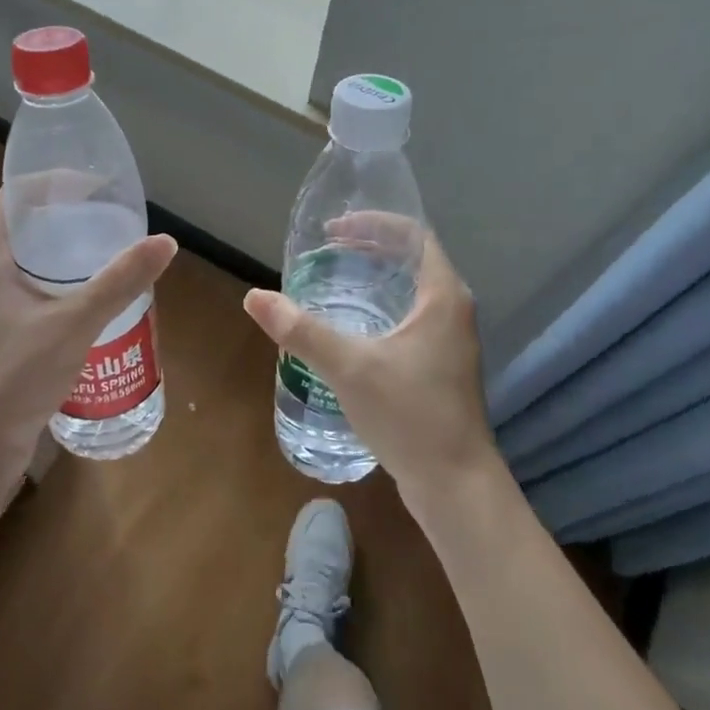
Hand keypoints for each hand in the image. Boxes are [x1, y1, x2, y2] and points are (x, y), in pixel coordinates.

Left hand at [0, 188, 176, 479]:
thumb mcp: (77, 321)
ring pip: (27, 257)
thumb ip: (121, 281)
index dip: (53, 181)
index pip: (15, 195)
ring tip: (106, 246)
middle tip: (109, 214)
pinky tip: (90, 292)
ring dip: (63, 247)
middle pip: (23, 224)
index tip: (96, 184)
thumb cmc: (20, 372)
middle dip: (65, 214)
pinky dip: (59, 277)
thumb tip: (165, 241)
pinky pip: (30, 285)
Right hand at [242, 226, 497, 507]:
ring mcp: (449, 341)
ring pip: (411, 292)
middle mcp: (452, 311)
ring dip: (374, 279)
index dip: (374, 224)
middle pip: (412, 260)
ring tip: (333, 282)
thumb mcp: (349, 368)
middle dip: (369, 249)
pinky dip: (380, 308)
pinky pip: (409, 318)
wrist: (455, 485)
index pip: (413, 236)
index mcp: (443, 297)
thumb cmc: (410, 416)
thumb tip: (254, 297)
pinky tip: (351, 329)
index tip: (334, 230)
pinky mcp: (441, 367)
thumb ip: (301, 331)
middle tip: (326, 252)